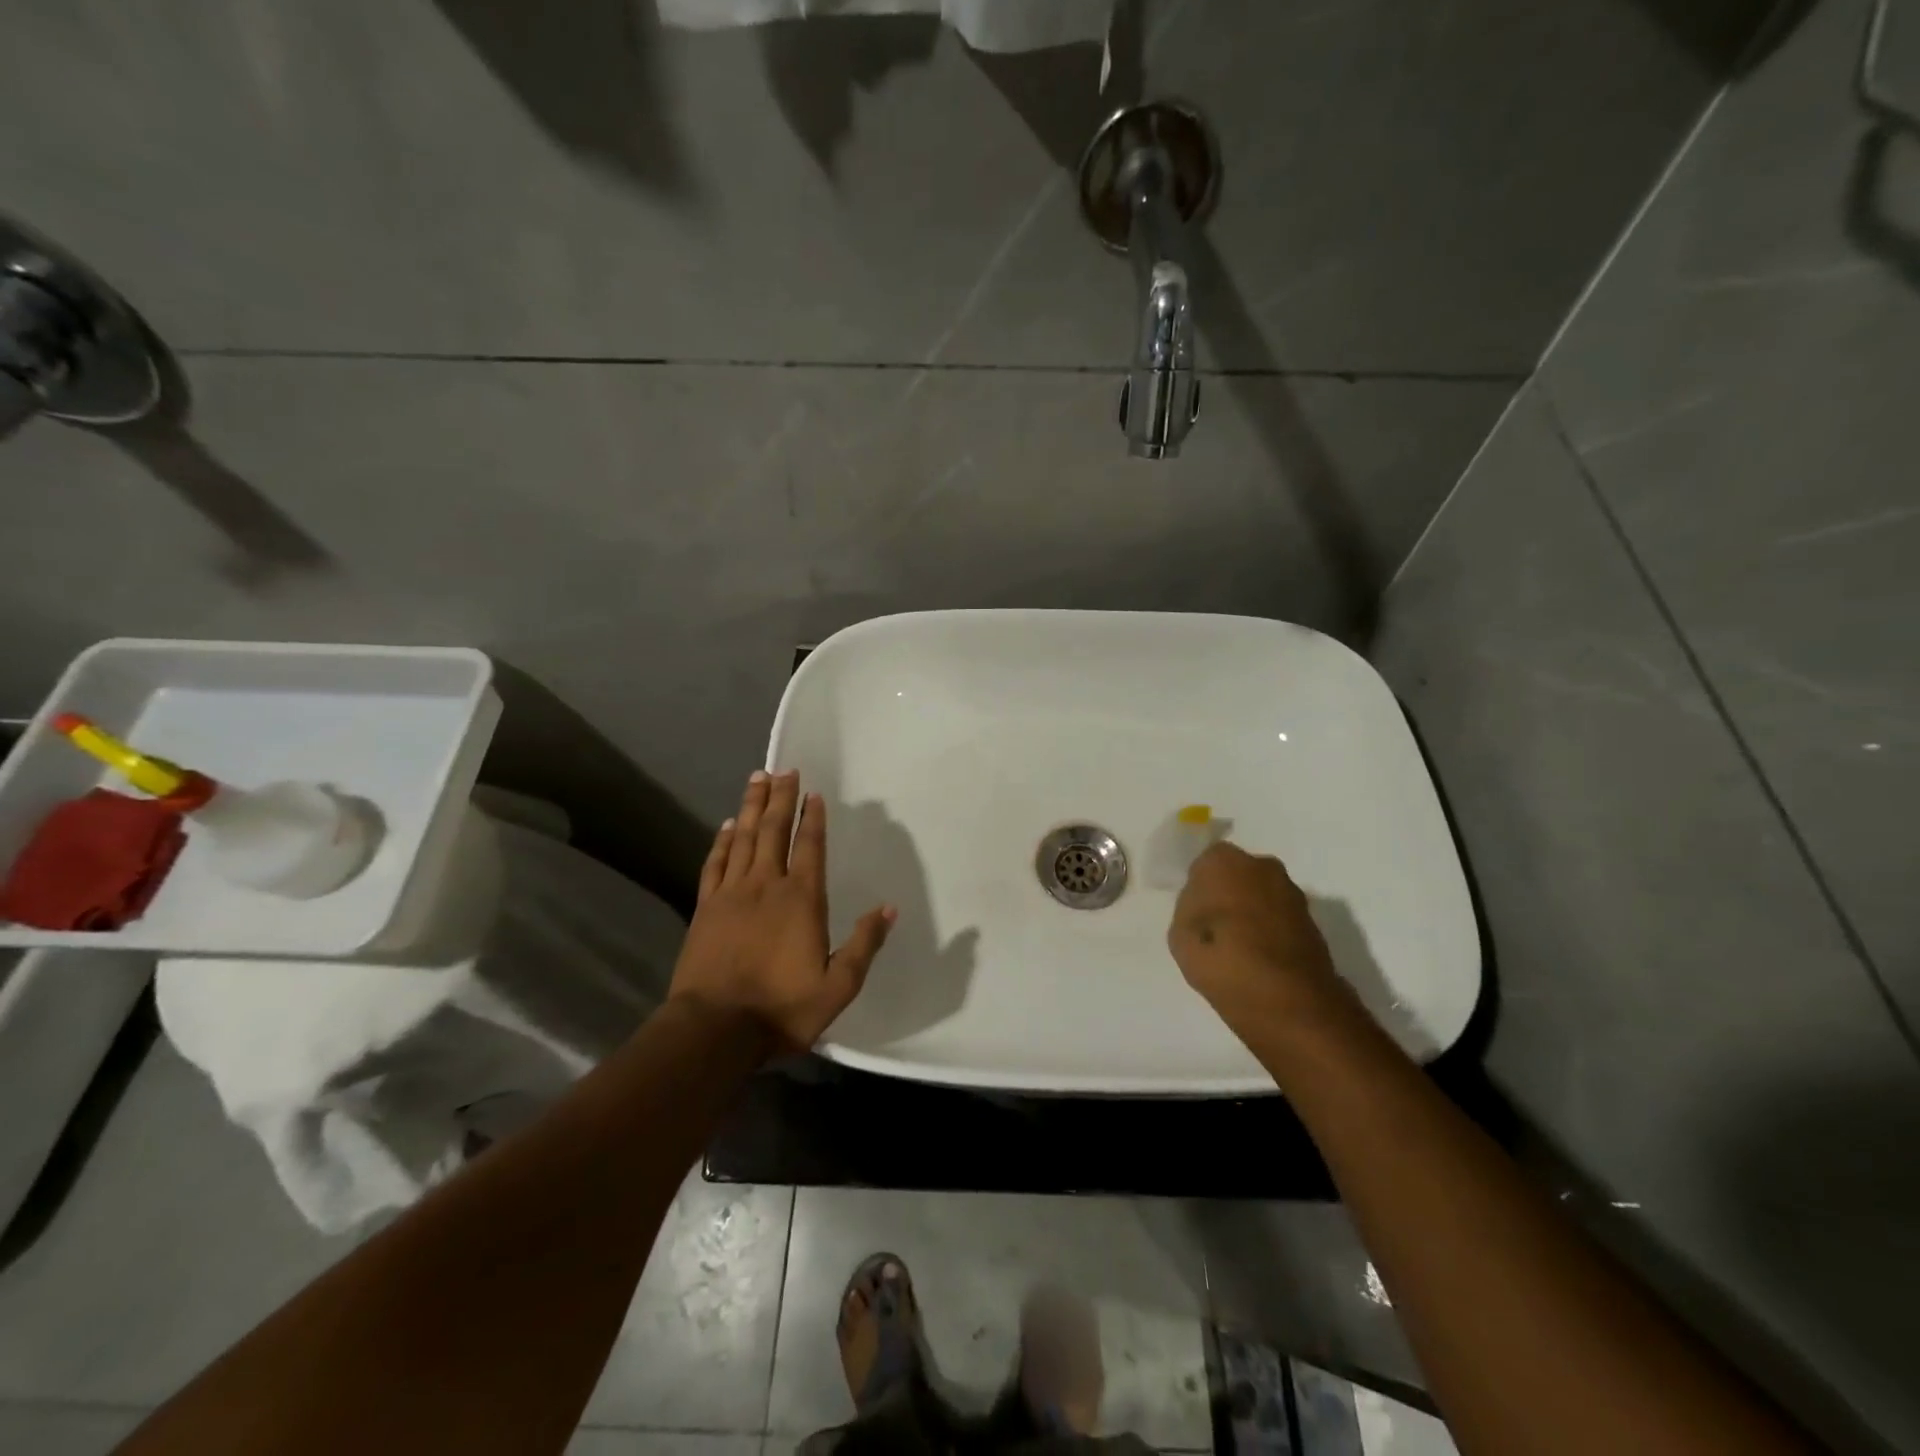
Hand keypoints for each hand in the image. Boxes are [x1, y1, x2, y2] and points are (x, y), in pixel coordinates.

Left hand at [668, 769, 894, 1053]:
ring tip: (757, 779)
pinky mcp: (706, 908)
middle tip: (784, 769)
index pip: (809, 847)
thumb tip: (889, 908)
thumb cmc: (782, 1009)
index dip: (812, 818)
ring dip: (751, 807)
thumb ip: (864, 945)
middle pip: (774, 831)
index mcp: (802, 900)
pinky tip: (726, 826)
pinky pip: (715, 864)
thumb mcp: (838, 986)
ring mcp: (732, 894)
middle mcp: (767, 886)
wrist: (715, 1030)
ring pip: (743, 839)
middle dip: (780, 798)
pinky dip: (721, 842)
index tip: (813, 792)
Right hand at [1168, 842, 1349, 1036]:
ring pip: (1261, 895)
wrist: (1290, 1002)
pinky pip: (1279, 917)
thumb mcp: (1180, 937)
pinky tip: (1261, 958)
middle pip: (1237, 875)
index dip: (1198, 889)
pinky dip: (1271, 931)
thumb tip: (1205, 906)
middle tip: (1215, 928)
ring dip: (1252, 912)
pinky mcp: (1313, 921)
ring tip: (1239, 948)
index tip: (1195, 915)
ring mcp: (1292, 893)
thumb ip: (1190, 910)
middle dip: (1228, 893)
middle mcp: (1262, 866)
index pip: (1204, 865)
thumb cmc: (1223, 961)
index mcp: (1224, 862)